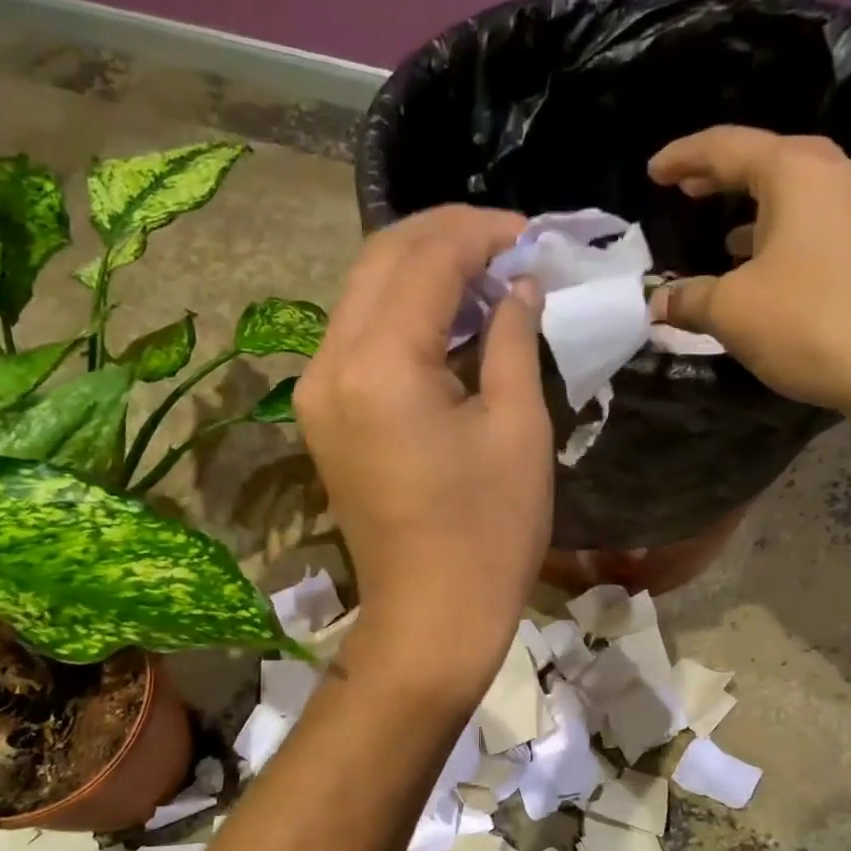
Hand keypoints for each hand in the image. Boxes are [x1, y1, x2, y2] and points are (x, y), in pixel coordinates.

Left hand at [296, 206, 551, 698]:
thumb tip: (520, 286)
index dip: (483, 234)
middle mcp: (330, 364)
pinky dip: (401, 314)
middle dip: (446, 238)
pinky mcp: (323, 417)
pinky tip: (448, 322)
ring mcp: (317, 393)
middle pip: (381, 261)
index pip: (426, 258)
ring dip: (422, 273)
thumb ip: (512, 338)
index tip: (533, 235)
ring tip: (487, 278)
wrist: (432, 617)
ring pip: (363, 294)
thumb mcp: (516, 427)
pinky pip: (358, 338)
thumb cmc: (488, 531)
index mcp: (379, 364)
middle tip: (509, 246)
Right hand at [648, 128, 850, 415]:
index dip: (684, 157)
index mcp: (800, 172)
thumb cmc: (809, 322)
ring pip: (810, 198)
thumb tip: (659, 302)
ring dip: (766, 214)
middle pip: (775, 164)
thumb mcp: (731, 312)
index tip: (654, 170)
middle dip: (726, 179)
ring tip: (733, 241)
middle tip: (691, 192)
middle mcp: (847, 174)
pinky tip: (786, 273)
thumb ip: (690, 299)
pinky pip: (836, 229)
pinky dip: (800, 240)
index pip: (728, 147)